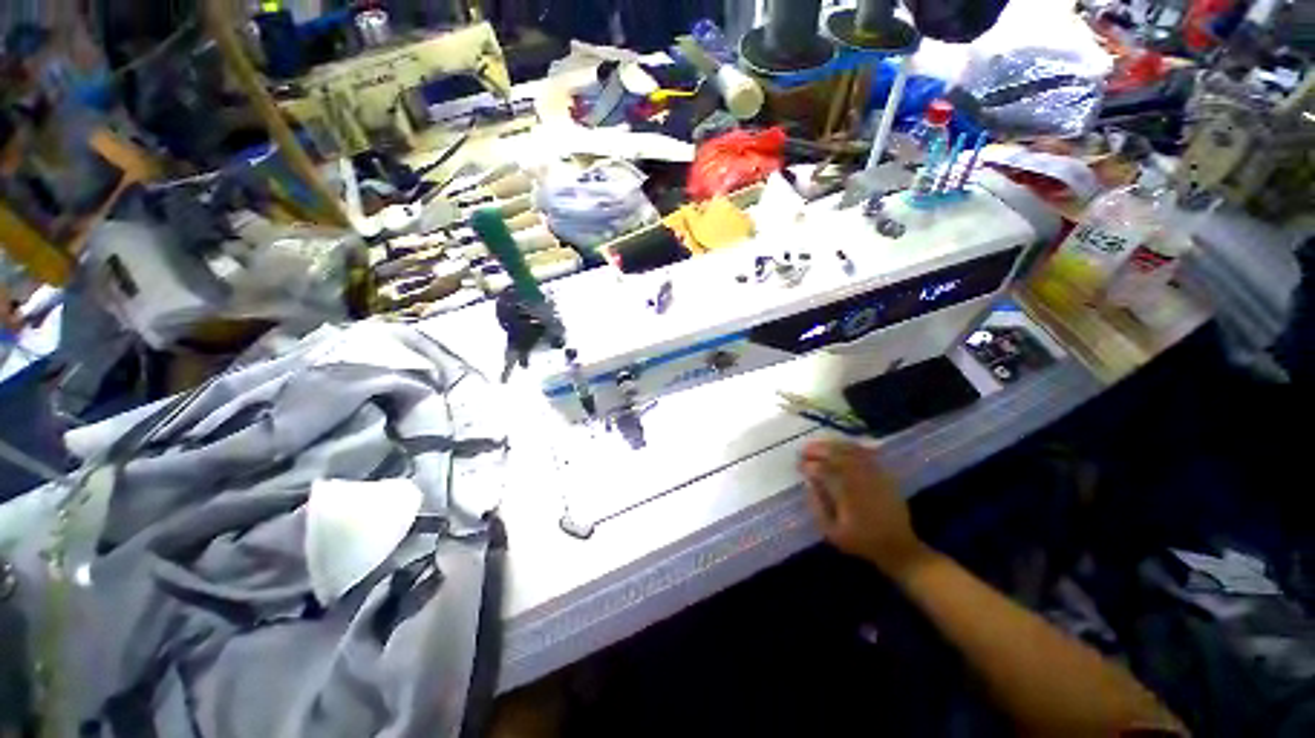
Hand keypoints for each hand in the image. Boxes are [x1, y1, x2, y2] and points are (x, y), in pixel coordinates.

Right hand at [800, 440, 929, 576]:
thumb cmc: (861, 541)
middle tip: (804, 450)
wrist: (899, 547)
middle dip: (818, 450)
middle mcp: (862, 480)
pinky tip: (841, 446)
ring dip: (833, 445)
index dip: (809, 465)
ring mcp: (875, 475)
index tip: (798, 464)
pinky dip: (851, 447)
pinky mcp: (884, 475)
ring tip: (818, 445)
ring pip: (851, 451)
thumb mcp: (832, 532)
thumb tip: (808, 483)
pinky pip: (866, 454)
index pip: (824, 470)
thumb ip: (818, 506)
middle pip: (838, 455)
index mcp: (848, 494)